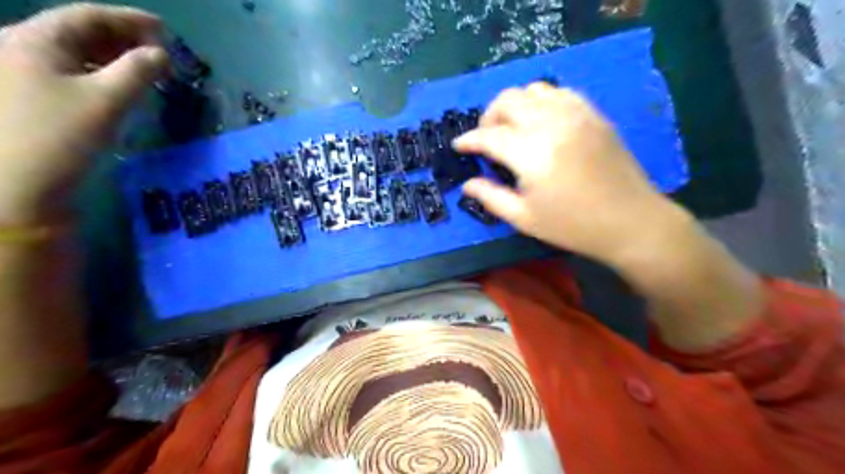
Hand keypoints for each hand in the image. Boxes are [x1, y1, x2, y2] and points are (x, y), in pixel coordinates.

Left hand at [0, 5, 167, 226]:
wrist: (19, 183)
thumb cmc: (61, 135)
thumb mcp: (107, 101)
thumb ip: (138, 72)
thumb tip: (161, 54)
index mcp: (34, 41)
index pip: (88, 16)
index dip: (129, 19)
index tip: (165, 29)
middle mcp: (23, 49)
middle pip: (80, 32)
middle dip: (123, 38)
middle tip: (161, 50)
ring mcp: (23, 74)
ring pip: (77, 54)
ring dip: (115, 57)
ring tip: (147, 67)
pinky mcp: (33, 98)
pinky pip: (73, 74)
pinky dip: (102, 75)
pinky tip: (121, 86)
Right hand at [455, 81, 685, 265]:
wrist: (630, 221)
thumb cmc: (573, 225)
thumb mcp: (524, 218)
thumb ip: (491, 197)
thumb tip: (467, 183)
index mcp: (531, 153)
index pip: (489, 136)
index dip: (469, 140)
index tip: (458, 146)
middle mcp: (551, 124)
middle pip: (508, 100)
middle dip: (488, 117)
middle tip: (486, 138)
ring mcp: (576, 114)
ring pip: (533, 90)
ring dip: (514, 106)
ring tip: (513, 128)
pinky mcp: (594, 114)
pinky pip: (560, 93)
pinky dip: (542, 102)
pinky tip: (542, 122)